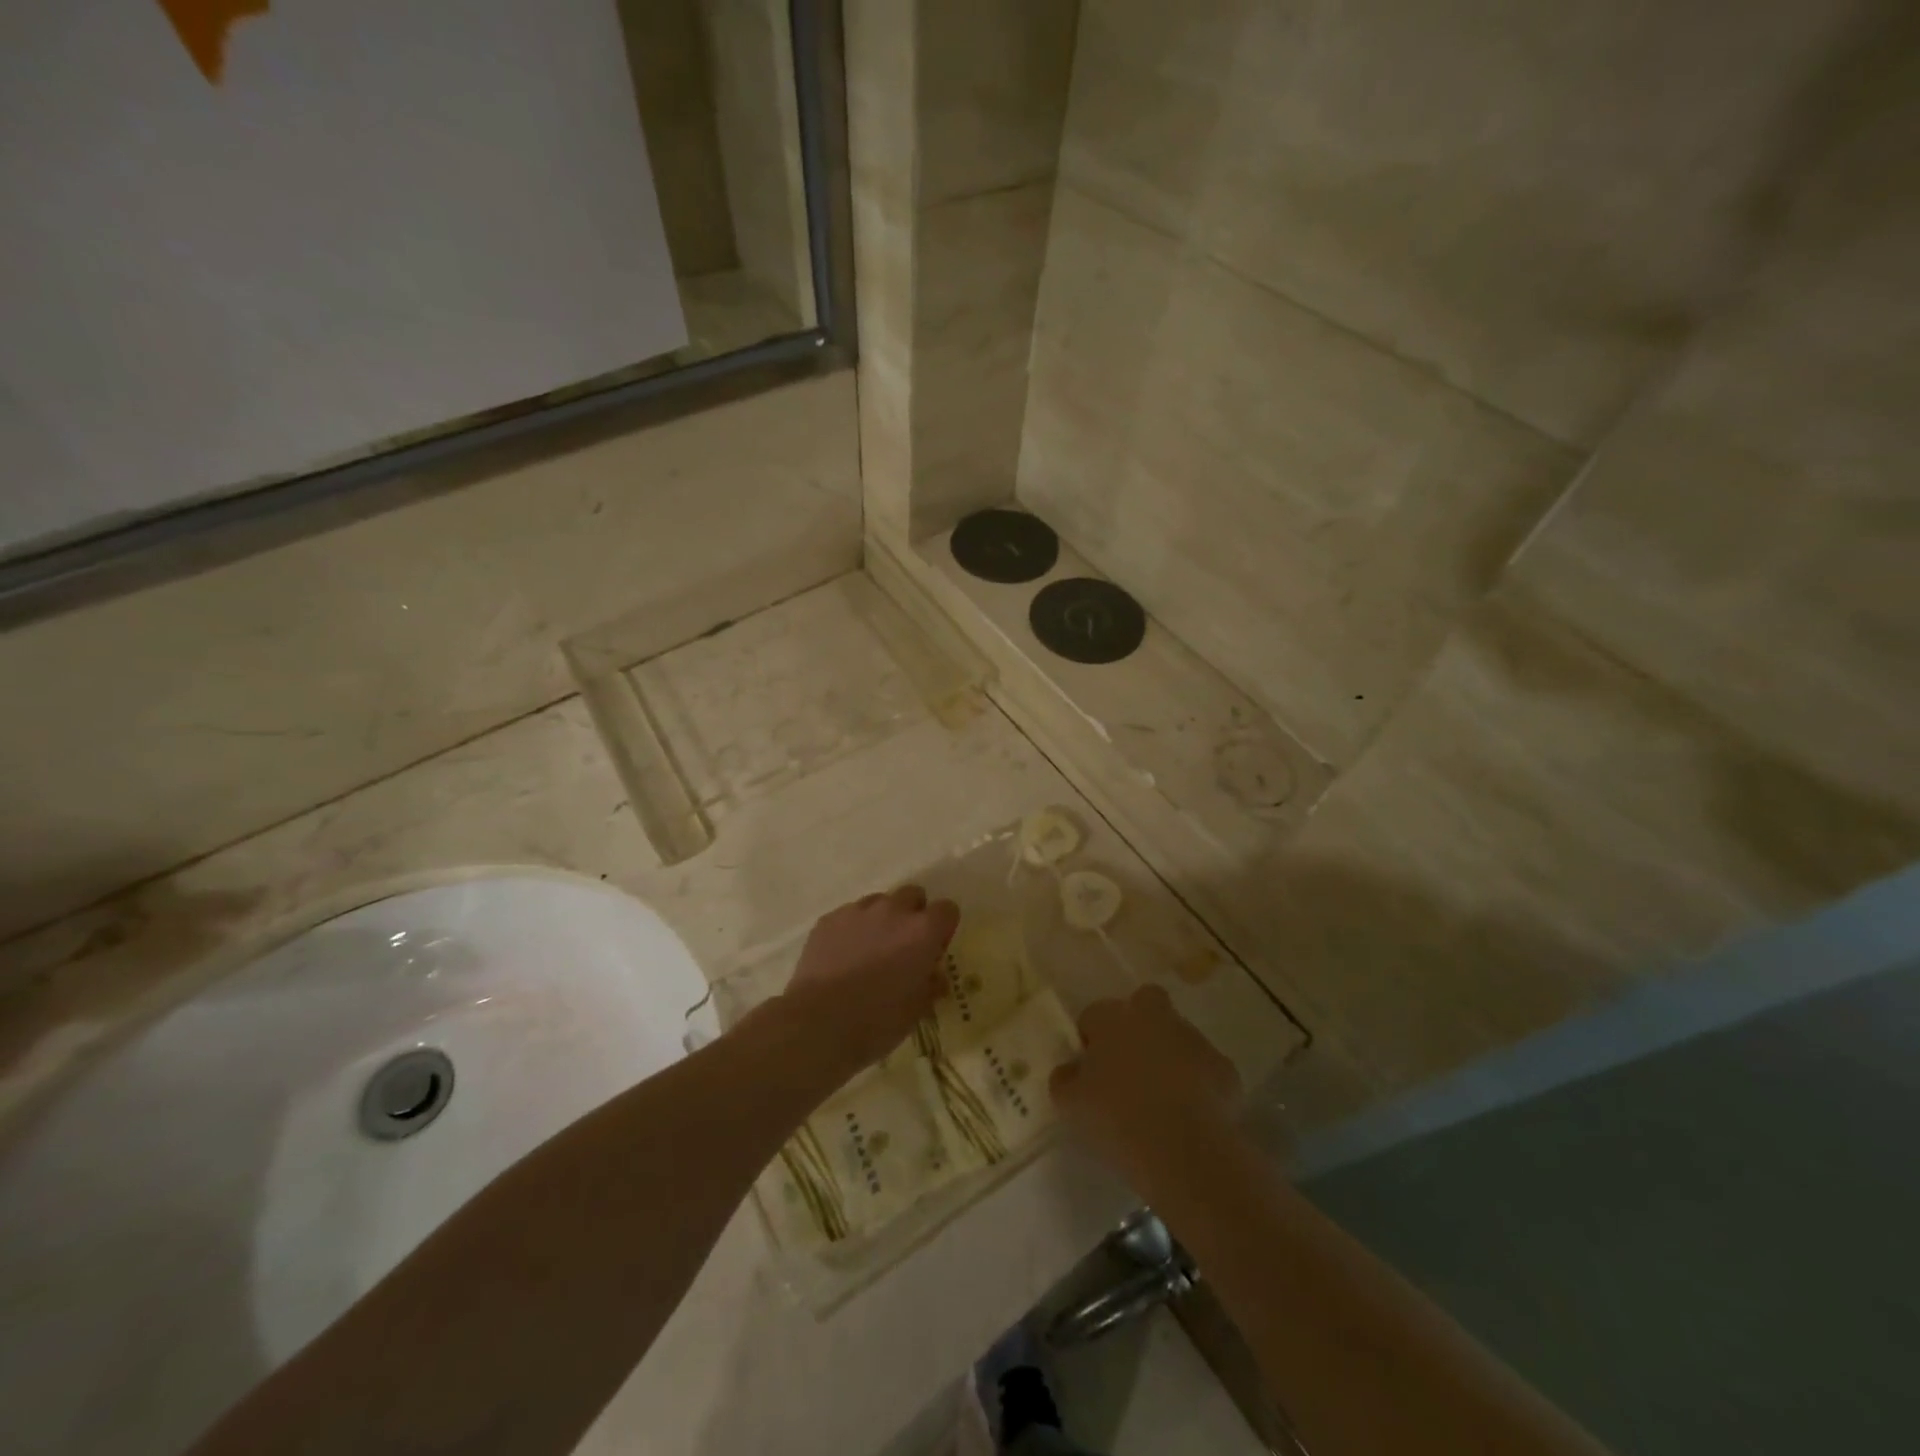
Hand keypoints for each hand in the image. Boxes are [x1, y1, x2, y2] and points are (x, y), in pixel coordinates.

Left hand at [781, 885, 958, 1070]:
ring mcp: (858, 911)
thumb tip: (934, 977)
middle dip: (913, 915)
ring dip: (882, 920)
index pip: (947, 909)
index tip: (934, 950)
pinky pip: (849, 915)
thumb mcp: (916, 1010)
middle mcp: (893, 911)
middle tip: (904, 946)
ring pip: (879, 902)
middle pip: (913, 896)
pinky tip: (843, 956)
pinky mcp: (829, 920)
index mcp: (923, 931)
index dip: (943, 928)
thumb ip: (930, 985)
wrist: (819, 1023)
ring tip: (870, 951)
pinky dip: (852, 929)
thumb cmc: (878, 1021)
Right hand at [1050, 985, 1240, 1192]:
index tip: (1089, 1071)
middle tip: (1130, 1065)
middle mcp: (1154, 1017)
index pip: (1094, 1015)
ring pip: (1177, 1035)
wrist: (1184, 1150)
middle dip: (1138, 1024)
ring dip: (1169, 1055)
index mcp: (1114, 1018)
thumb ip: (1065, 1079)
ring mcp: (1194, 1039)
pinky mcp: (1224, 1068)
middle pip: (1145, 1003)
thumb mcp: (1070, 1104)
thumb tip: (1070, 1071)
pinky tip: (1190, 1116)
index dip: (1090, 1040)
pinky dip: (1198, 1084)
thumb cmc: (1116, 1119)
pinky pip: (1204, 1069)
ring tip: (1161, 1099)